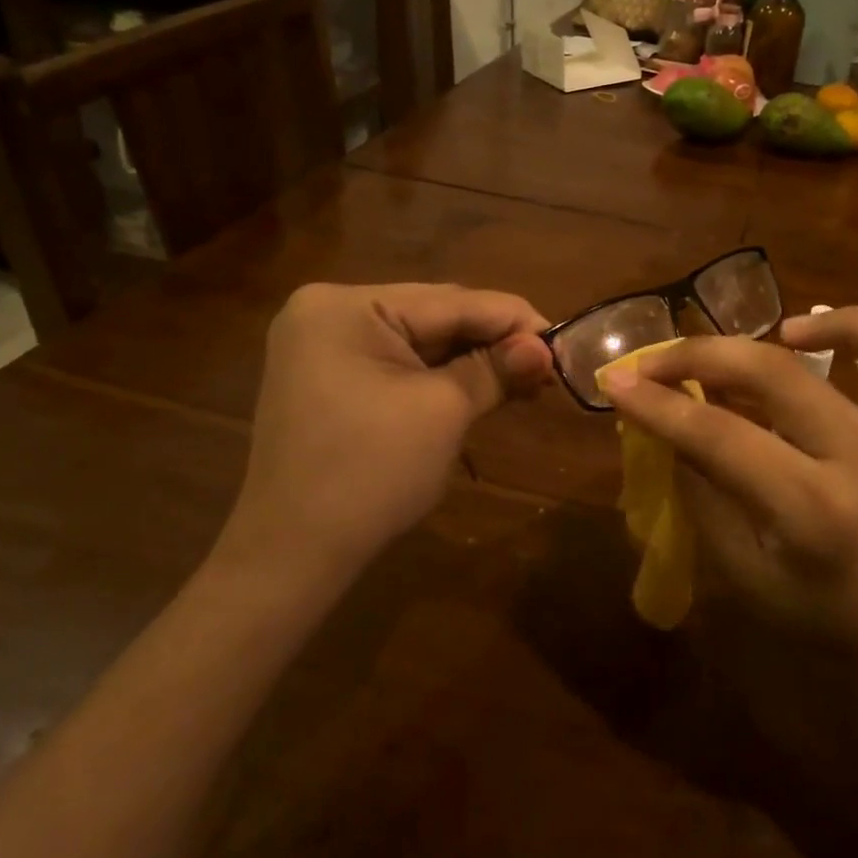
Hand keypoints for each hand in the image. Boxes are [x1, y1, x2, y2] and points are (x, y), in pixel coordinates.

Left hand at [218, 283, 551, 583]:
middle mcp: (328, 312)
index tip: (564, 340)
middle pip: (434, 317)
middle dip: (494, 342)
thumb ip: (496, 369)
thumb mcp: (444, 412)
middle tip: (549, 367)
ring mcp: (323, 347)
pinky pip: (398, 365)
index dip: (513, 319)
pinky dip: (441, 378)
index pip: (451, 301)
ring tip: (527, 381)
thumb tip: (545, 349)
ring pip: (419, 342)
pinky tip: (482, 388)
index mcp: (346, 306)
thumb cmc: (371, 474)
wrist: (293, 556)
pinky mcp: (329, 379)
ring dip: (472, 362)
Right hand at [601, 316, 857, 706]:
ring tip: (760, 334)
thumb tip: (667, 426)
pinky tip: (824, 340)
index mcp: (814, 516)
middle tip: (655, 361)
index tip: (615, 382)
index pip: (721, 438)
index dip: (659, 406)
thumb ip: (704, 493)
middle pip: (776, 375)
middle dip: (701, 356)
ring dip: (802, 327)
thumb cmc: (825, 633)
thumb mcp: (746, 576)